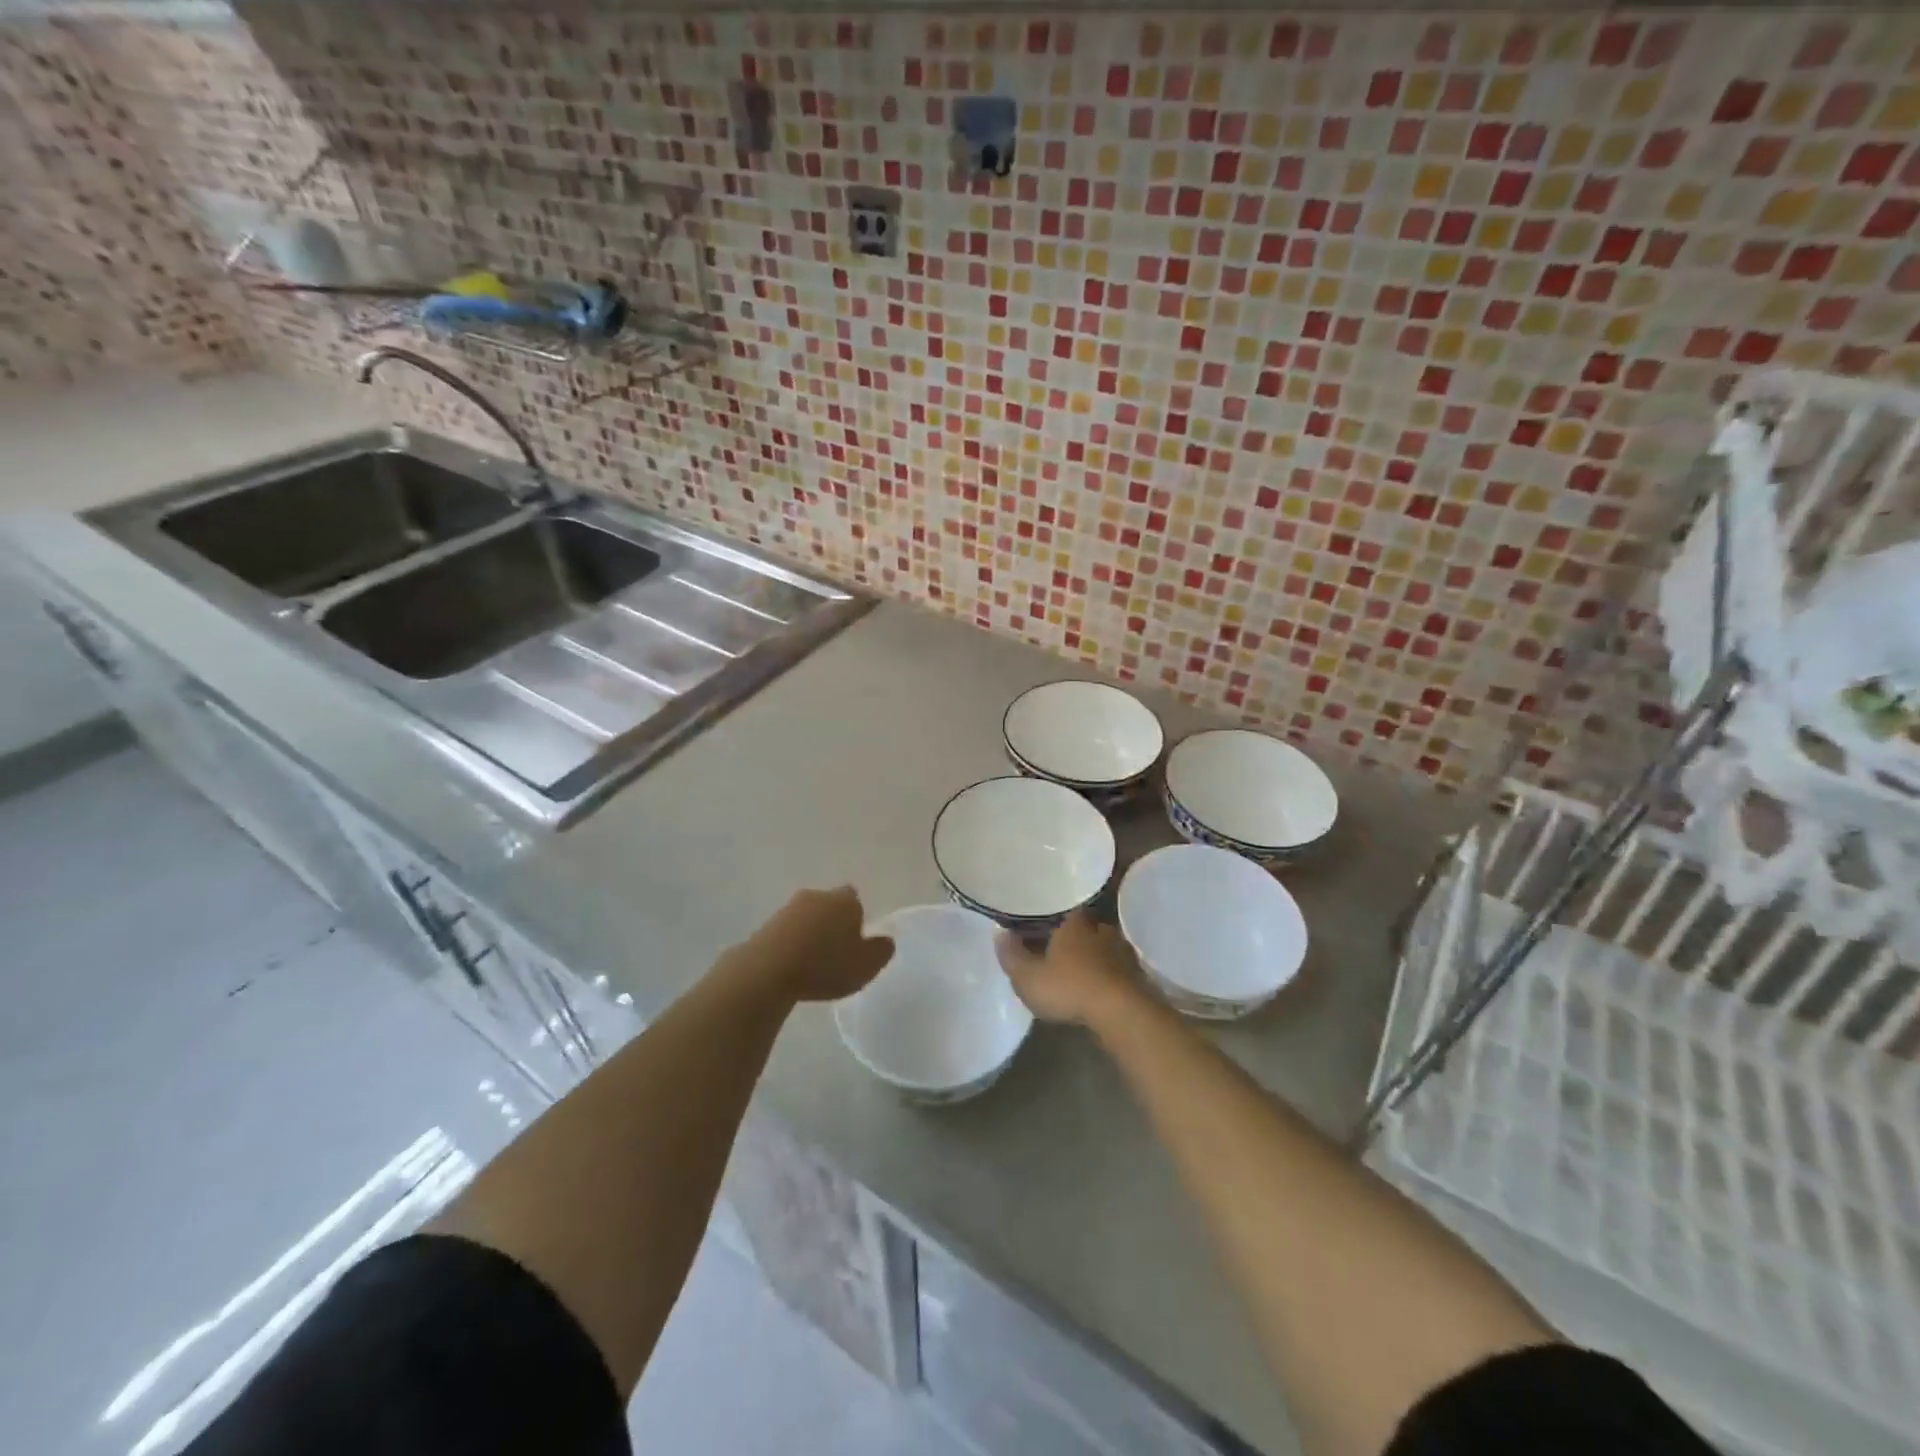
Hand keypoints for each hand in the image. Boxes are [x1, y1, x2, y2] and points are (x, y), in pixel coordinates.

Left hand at [727, 887, 893, 1003]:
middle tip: (835, 951)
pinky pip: (786, 931)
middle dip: (832, 922)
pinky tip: (792, 966)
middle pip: (829, 904)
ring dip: (810, 932)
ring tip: (811, 962)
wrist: (769, 969)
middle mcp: (817, 895)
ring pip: (806, 916)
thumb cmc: (825, 965)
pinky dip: (791, 943)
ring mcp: (788, 908)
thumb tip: (886, 940)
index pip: (854, 898)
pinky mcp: (766, 925)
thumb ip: (881, 951)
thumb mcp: (865, 965)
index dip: (856, 917)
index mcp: (845, 900)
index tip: (854, 940)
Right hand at [994, 911, 1140, 1024]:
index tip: (1038, 925)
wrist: (1121, 1012)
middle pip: (1083, 927)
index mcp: (1074, 922)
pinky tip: (1098, 987)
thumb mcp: (1028, 976)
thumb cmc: (1069, 986)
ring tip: (1076, 971)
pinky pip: (1116, 968)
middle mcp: (1101, 928)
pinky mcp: (1137, 974)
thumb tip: (998, 932)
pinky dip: (1106, 975)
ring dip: (1091, 956)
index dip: (1049, 916)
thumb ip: (1011, 955)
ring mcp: (1122, 950)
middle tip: (1056, 950)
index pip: (1061, 909)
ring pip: (1102, 947)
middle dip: (1071, 937)